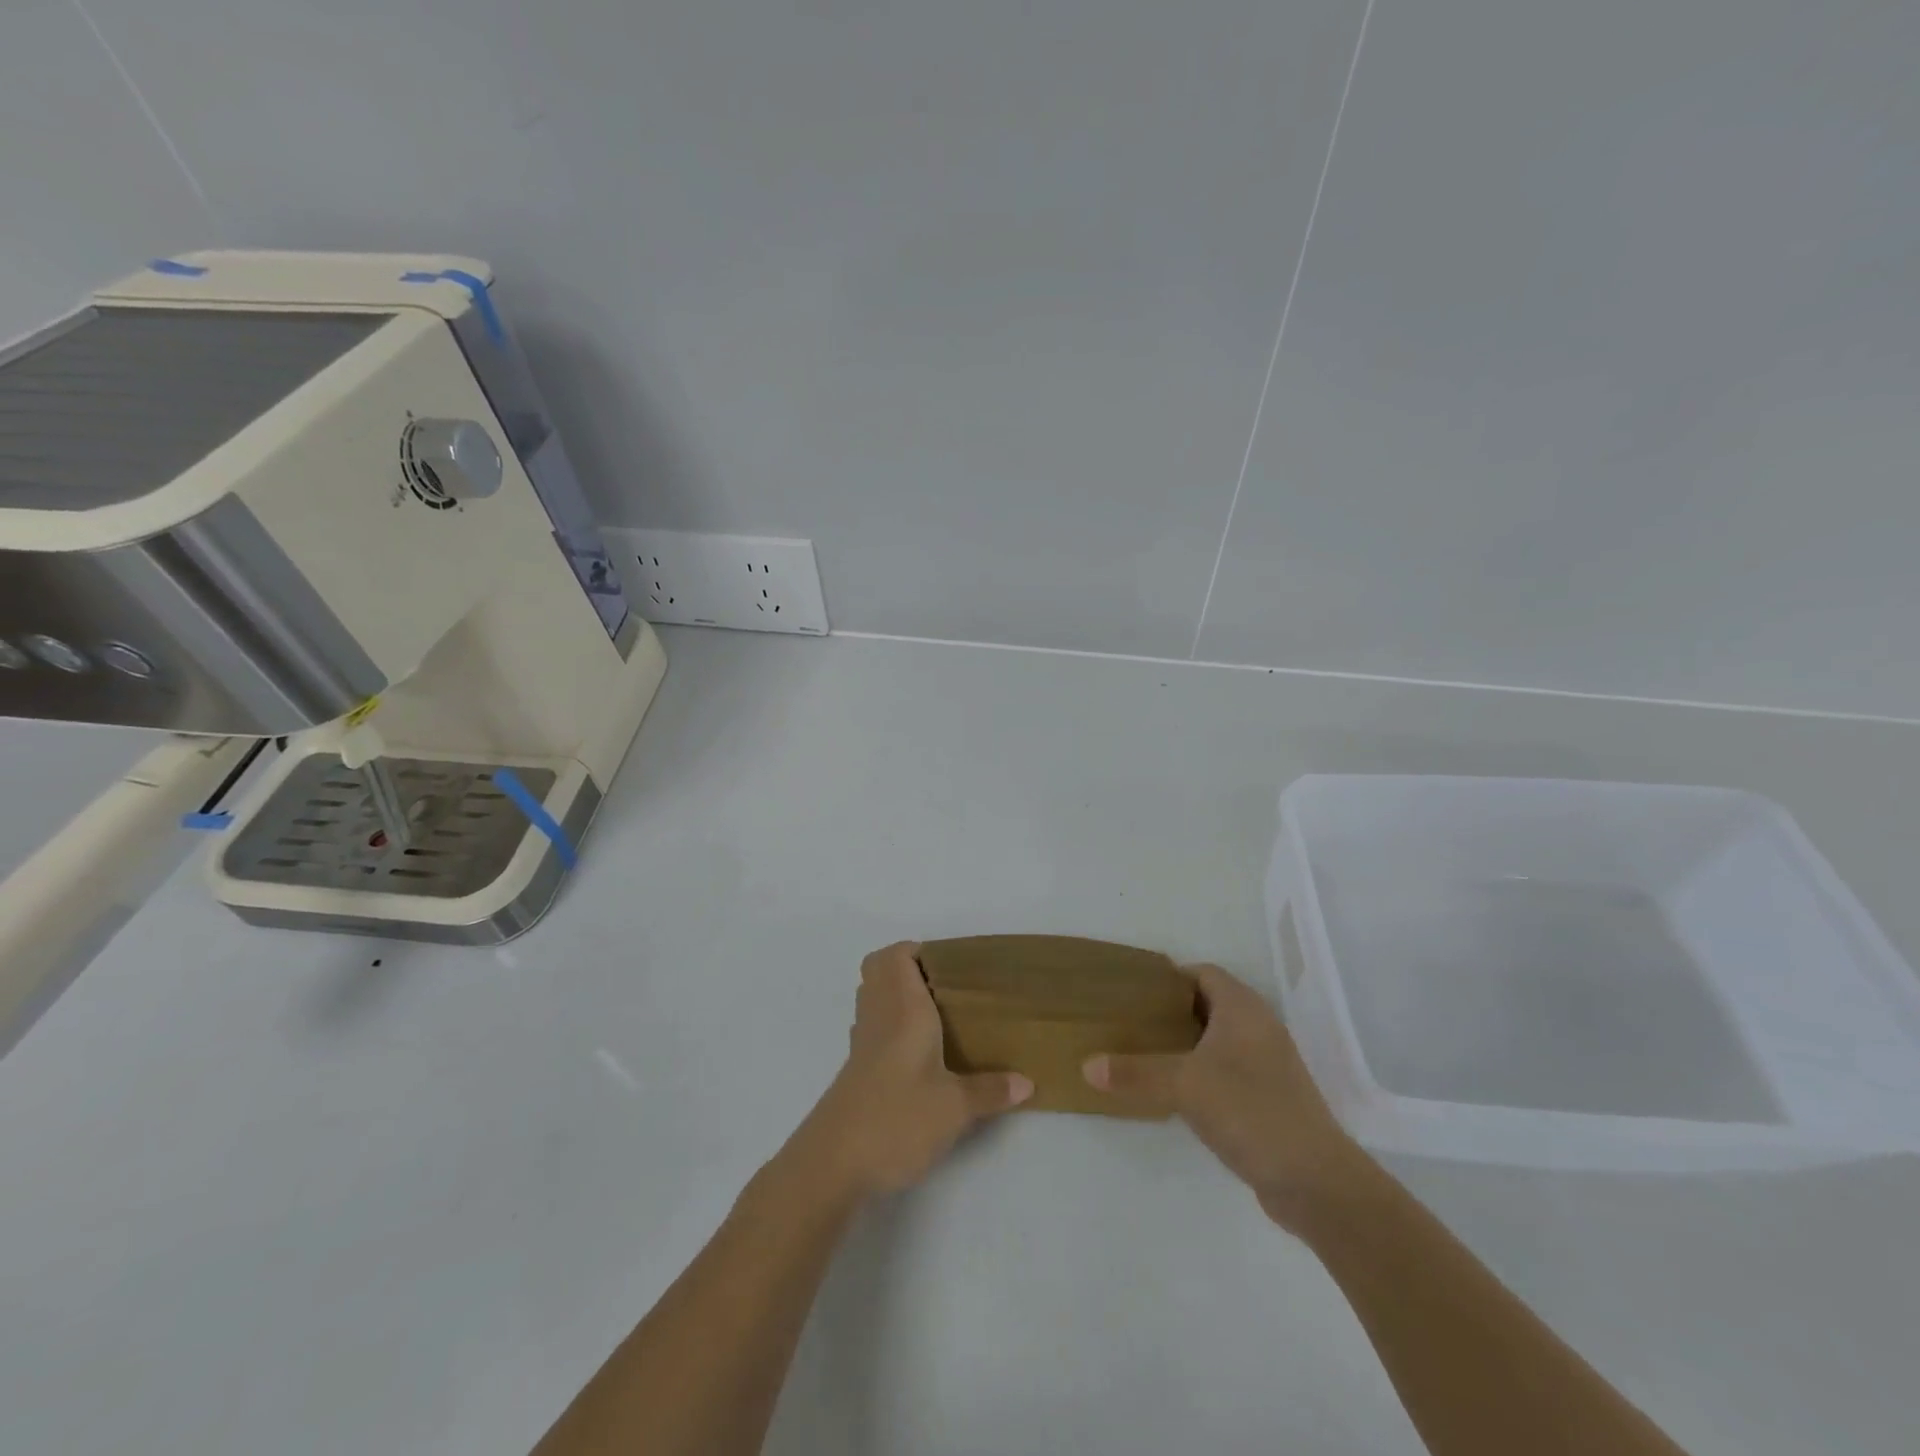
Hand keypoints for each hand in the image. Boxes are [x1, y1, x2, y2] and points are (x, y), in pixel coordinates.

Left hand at [797, 942, 1032, 1197]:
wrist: (833, 1164)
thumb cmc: (896, 1119)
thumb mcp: (955, 1108)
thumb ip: (990, 1091)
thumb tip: (1027, 1082)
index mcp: (902, 1008)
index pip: (896, 955)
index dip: (918, 950)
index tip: (951, 967)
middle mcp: (878, 1015)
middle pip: (878, 969)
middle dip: (908, 968)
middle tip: (945, 989)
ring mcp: (861, 1043)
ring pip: (872, 998)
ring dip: (896, 996)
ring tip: (936, 1018)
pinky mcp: (855, 1070)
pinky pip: (871, 1028)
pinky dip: (889, 1027)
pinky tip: (916, 1056)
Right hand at [1083, 963, 1369, 1229]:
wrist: (1315, 1181)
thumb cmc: (1250, 1111)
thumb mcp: (1184, 1086)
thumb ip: (1135, 1072)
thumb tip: (1086, 1065)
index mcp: (1243, 1008)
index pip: (1202, 973)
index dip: (1169, 977)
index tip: (1133, 991)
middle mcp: (1259, 1027)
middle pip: (1209, 1004)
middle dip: (1171, 1011)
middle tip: (1131, 1021)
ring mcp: (1268, 1064)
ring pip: (1218, 1039)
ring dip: (1186, 1043)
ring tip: (1145, 1053)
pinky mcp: (1269, 1097)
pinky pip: (1227, 1069)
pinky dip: (1201, 1071)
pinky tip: (1176, 1092)